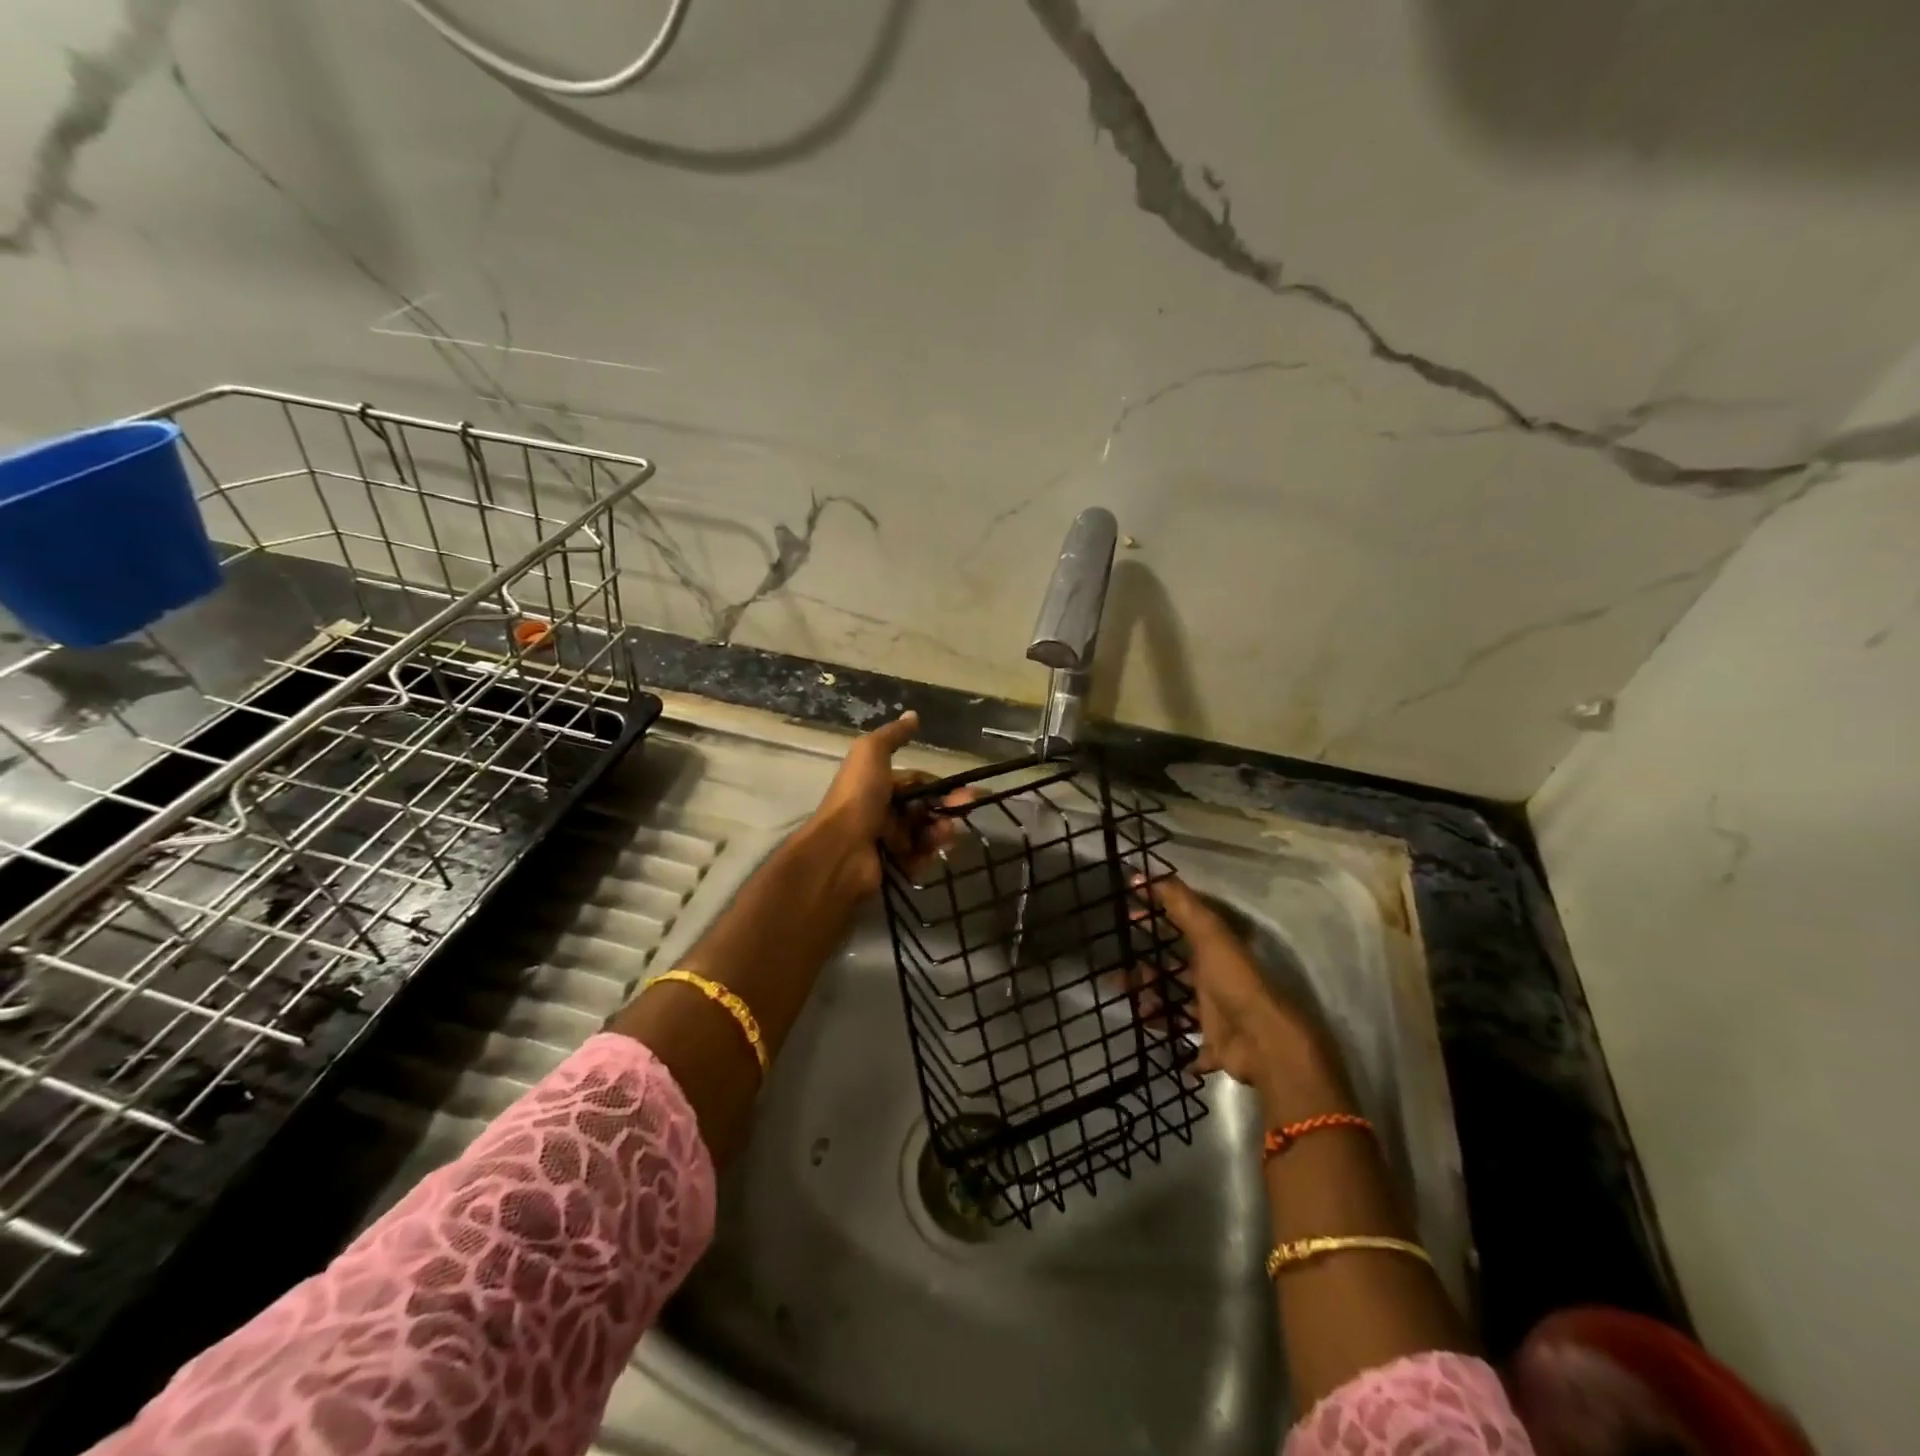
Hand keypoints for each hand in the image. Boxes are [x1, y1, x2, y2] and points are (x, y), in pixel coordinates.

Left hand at [807, 711, 966, 895]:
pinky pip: (918, 859)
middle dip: (946, 808)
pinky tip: (934, 851)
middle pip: (924, 808)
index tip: (963, 790)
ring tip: (947, 832)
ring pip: (924, 834)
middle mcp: (881, 811)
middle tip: (964, 809)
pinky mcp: (891, 868)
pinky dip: (929, 854)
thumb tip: (913, 715)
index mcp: (877, 785)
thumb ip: (893, 736)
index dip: (939, 785)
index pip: (917, 782)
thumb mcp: (871, 753)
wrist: (840, 851)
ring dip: (940, 830)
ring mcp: (885, 841)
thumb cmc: (858, 798)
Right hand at [1135, 873, 1351, 1120]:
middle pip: (1173, 970)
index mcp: (1213, 951)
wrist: (1265, 1043)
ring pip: (1175, 1005)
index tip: (1127, 914)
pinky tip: (1150, 1036)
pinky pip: (1188, 1044)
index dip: (1155, 918)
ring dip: (1153, 1004)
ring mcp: (1215, 1014)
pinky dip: (1174, 1042)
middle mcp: (1214, 979)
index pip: (1179, 926)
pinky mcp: (1213, 1046)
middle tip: (1117, 972)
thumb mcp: (1209, 935)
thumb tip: (1142, 874)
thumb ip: (1180, 904)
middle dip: (1145, 970)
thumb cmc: (1234, 982)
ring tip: (1132, 1005)